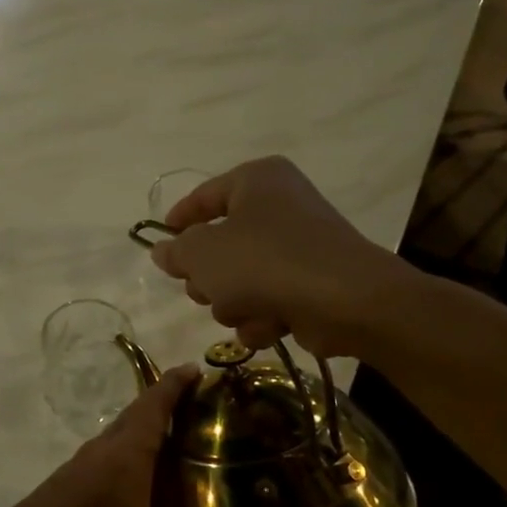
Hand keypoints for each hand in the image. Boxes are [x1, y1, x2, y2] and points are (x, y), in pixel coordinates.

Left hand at [0, 367, 259, 506]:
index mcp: (125, 459)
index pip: (154, 406)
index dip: (176, 384)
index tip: (197, 368)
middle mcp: (101, 453)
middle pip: (138, 416)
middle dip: (167, 405)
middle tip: (204, 410)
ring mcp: (78, 469)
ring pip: (118, 437)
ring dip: (145, 431)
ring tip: (180, 445)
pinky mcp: (65, 487)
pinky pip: (105, 457)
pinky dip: (128, 454)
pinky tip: (140, 486)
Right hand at [150, 156, 407, 356]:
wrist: (346, 301)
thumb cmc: (265, 263)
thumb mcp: (204, 254)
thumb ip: (176, 251)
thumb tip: (164, 251)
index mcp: (256, 181)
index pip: (205, 195)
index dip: (179, 219)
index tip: (160, 241)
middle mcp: (280, 206)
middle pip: (220, 244)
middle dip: (209, 277)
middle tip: (203, 290)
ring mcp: (298, 247)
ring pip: (240, 280)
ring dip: (234, 303)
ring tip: (245, 309)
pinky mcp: (311, 284)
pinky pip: (268, 300)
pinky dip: (262, 317)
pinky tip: (271, 325)